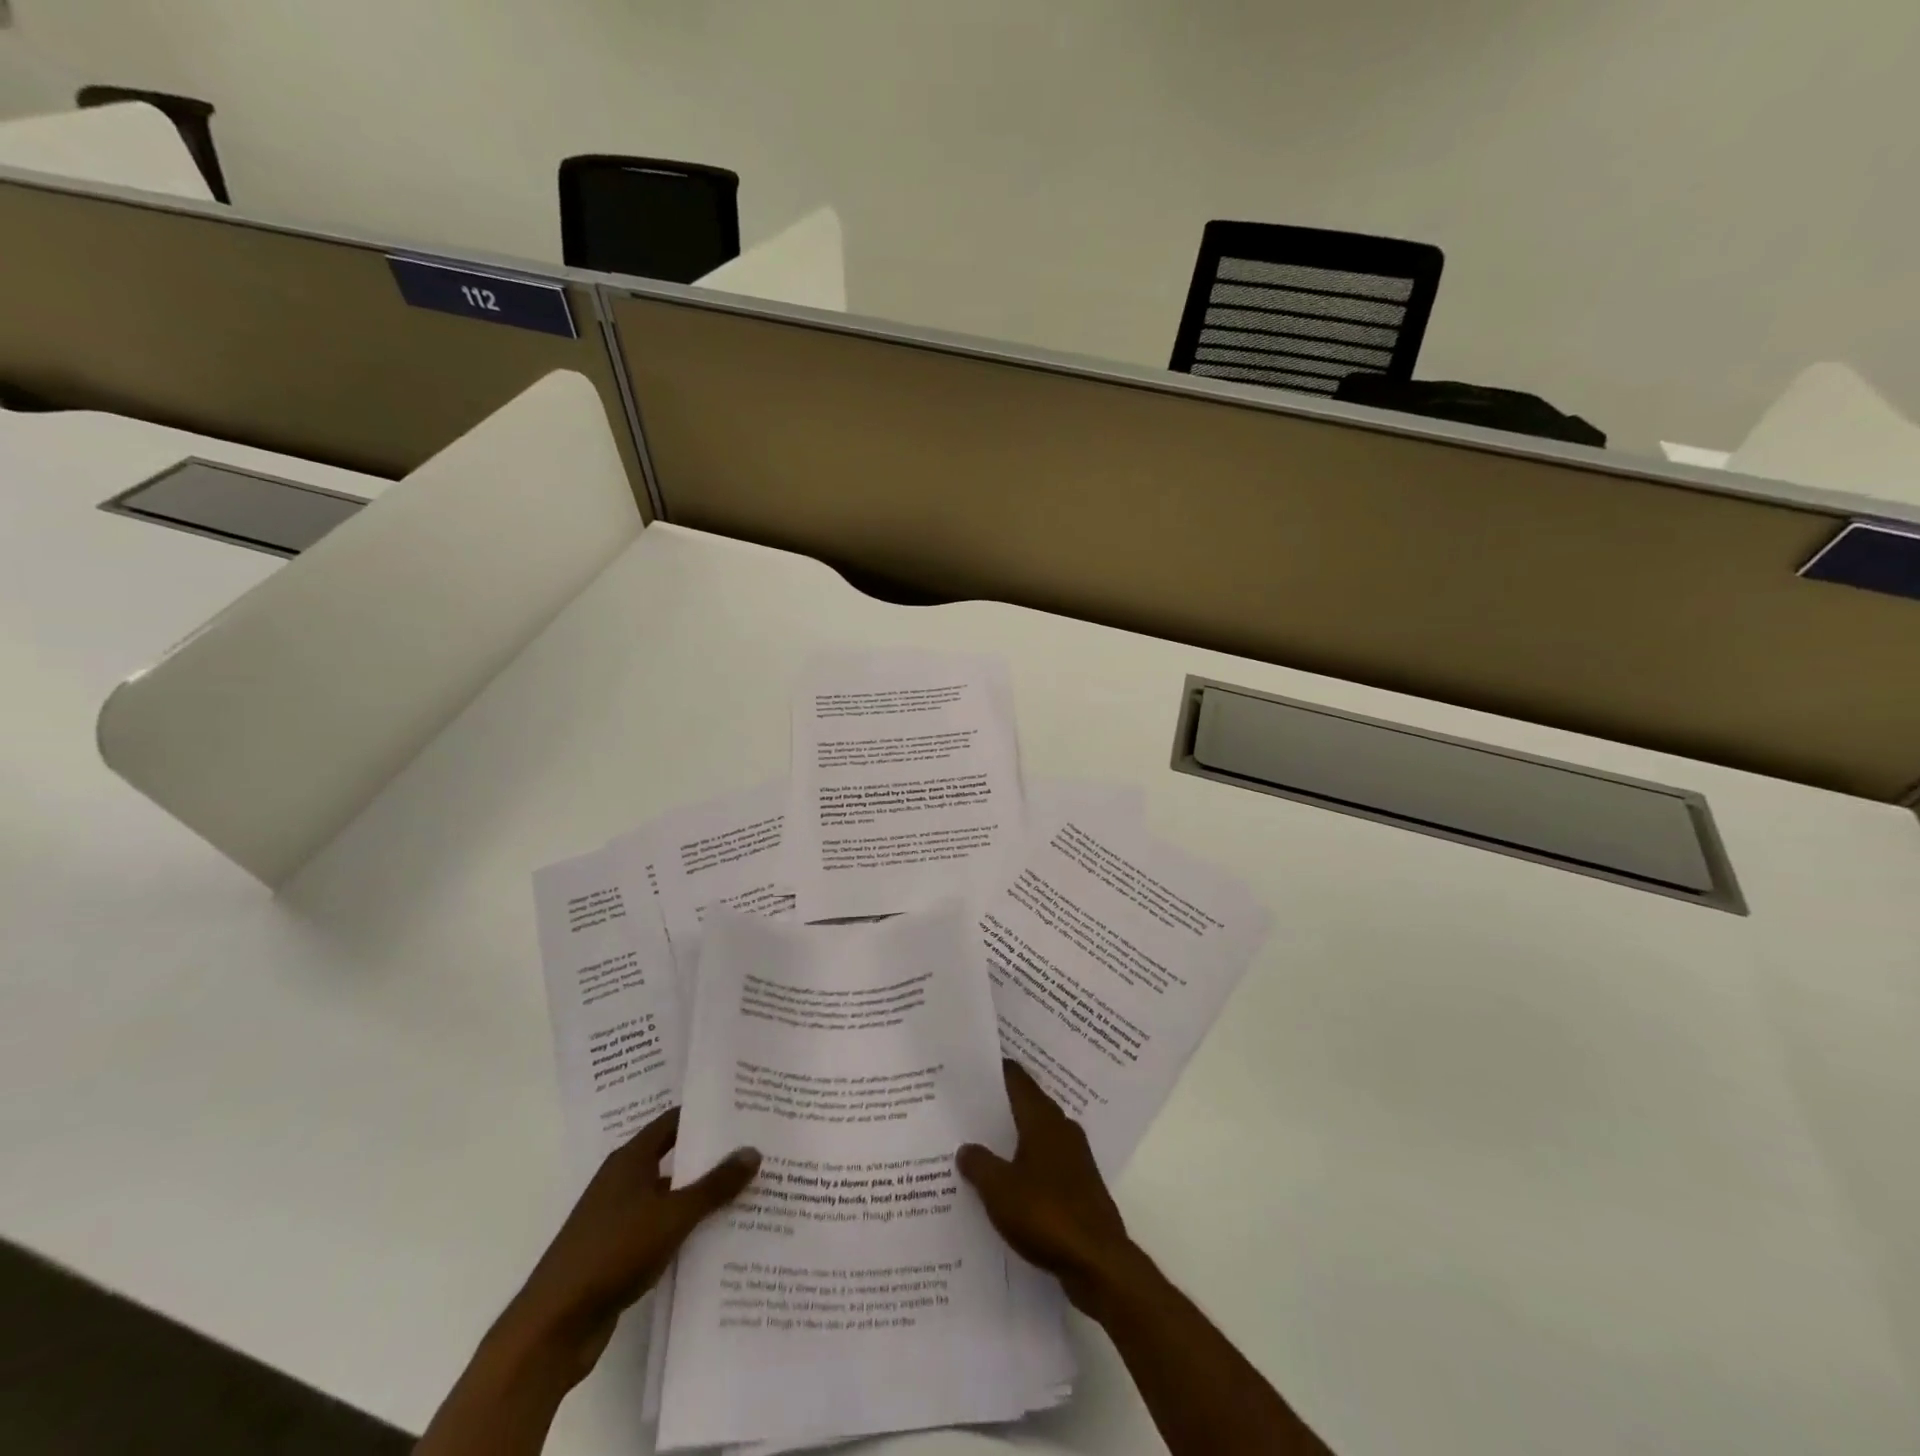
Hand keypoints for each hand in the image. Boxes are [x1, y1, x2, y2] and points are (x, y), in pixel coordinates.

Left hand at [503, 1107, 758, 1382]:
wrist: (552, 1328)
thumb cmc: (612, 1253)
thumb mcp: (672, 1216)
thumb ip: (714, 1185)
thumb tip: (753, 1150)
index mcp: (631, 1159)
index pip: (675, 1121)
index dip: (707, 1113)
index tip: (743, 1111)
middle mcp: (623, 1181)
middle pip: (675, 1157)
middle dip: (711, 1156)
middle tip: (754, 1151)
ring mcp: (617, 1218)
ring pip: (669, 1196)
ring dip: (700, 1196)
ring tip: (747, 1193)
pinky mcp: (617, 1253)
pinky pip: (660, 1229)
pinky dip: (685, 1229)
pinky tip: (716, 1237)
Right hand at [956, 1060, 1133, 1306]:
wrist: (1098, 1262)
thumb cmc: (1046, 1214)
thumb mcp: (999, 1189)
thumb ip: (979, 1164)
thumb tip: (965, 1148)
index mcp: (1043, 1120)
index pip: (1018, 1081)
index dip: (997, 1072)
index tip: (974, 1067)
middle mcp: (1062, 1130)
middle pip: (1029, 1106)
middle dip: (1003, 1105)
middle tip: (971, 1106)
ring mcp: (1075, 1159)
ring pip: (1038, 1137)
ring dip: (1015, 1139)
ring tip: (983, 1145)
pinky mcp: (1081, 1188)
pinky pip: (1047, 1166)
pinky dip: (1028, 1167)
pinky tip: (1009, 1184)